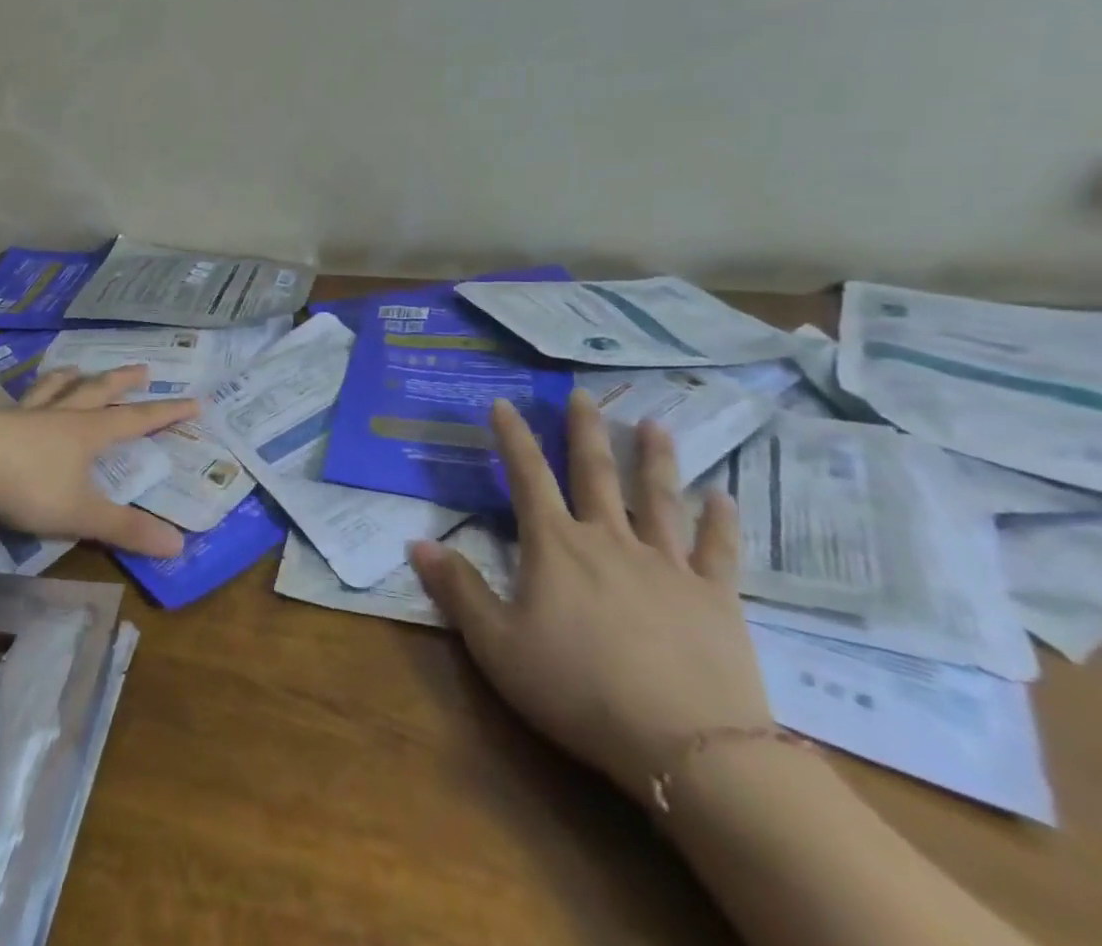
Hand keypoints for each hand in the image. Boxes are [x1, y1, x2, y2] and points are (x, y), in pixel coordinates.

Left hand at [0, 364, 194, 558]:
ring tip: (76, 368)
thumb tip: (179, 545)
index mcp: (86, 434)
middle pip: (96, 392)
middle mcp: (57, 416)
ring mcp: (20, 413)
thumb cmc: (27, 486)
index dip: (166, 413)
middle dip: (122, 382)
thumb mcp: (80, 514)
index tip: (194, 401)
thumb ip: (125, 529)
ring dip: (67, 378)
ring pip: (50, 389)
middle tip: (142, 370)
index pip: (136, 421)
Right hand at [409, 391, 770, 806]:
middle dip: (585, 431)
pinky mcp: (716, 598)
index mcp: (555, 545)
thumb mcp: (496, 645)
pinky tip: (723, 496)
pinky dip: (720, 521)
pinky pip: (718, 551)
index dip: (512, 436)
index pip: (527, 475)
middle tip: (583, 394)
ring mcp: (667, 565)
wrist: (689, 747)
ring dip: (655, 459)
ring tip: (654, 424)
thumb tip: (416, 543)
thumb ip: (457, 590)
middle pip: (595, 473)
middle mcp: (609, 539)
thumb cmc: (577, 689)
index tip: (503, 402)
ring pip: (658, 498)